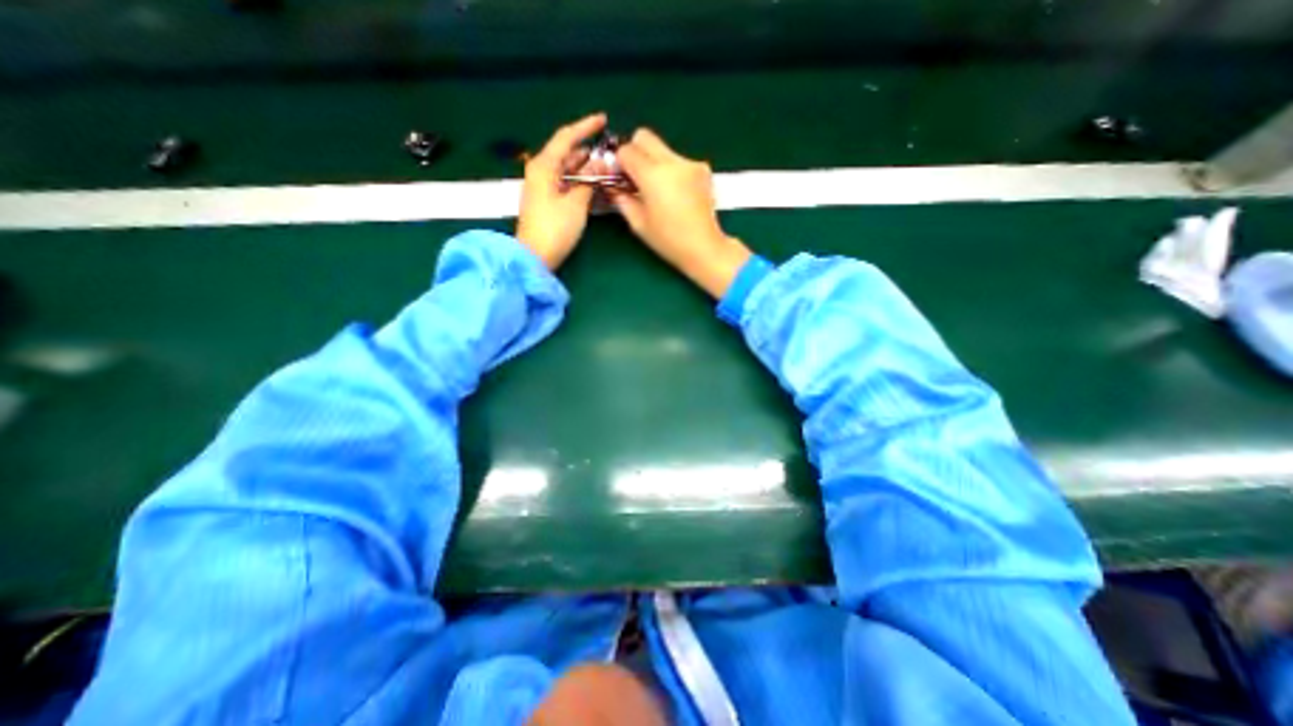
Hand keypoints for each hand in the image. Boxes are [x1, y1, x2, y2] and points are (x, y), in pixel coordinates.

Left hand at [519, 113, 610, 268]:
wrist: (534, 257)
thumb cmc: (554, 229)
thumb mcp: (576, 204)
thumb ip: (589, 181)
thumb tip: (599, 163)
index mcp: (544, 166)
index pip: (566, 137)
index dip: (585, 126)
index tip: (603, 119)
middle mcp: (540, 171)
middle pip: (566, 152)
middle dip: (588, 150)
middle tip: (610, 152)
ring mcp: (542, 186)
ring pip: (566, 169)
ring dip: (585, 167)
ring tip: (606, 168)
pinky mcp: (545, 200)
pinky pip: (565, 182)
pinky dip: (579, 181)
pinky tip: (593, 184)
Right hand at [612, 129, 752, 296]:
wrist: (704, 247)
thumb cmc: (668, 240)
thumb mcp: (638, 223)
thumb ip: (622, 199)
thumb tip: (614, 186)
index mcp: (653, 175)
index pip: (627, 150)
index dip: (619, 163)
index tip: (620, 178)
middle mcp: (672, 162)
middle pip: (645, 136)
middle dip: (635, 152)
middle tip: (635, 176)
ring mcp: (690, 163)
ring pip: (662, 148)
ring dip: (654, 162)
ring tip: (657, 190)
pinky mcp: (702, 169)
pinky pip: (679, 160)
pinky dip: (671, 170)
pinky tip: (675, 193)